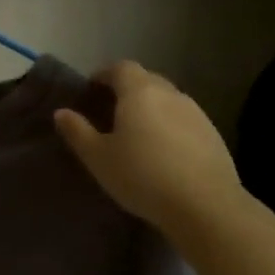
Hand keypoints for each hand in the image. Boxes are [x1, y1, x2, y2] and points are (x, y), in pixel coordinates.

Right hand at [54, 60, 244, 241]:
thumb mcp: (98, 157)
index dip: (104, 74)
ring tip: (136, 133)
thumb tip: (61, 112)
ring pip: (167, 100)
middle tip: (110, 111)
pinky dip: (169, 125)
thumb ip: (78, 131)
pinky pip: (184, 119)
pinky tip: (163, 151)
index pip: (121, 67)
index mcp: (139, 92)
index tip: (92, 89)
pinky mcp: (213, 135)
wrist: (205, 206)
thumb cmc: (142, 176)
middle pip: (146, 80)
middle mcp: (170, 94)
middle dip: (127, 89)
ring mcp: (196, 113)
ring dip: (150, 108)